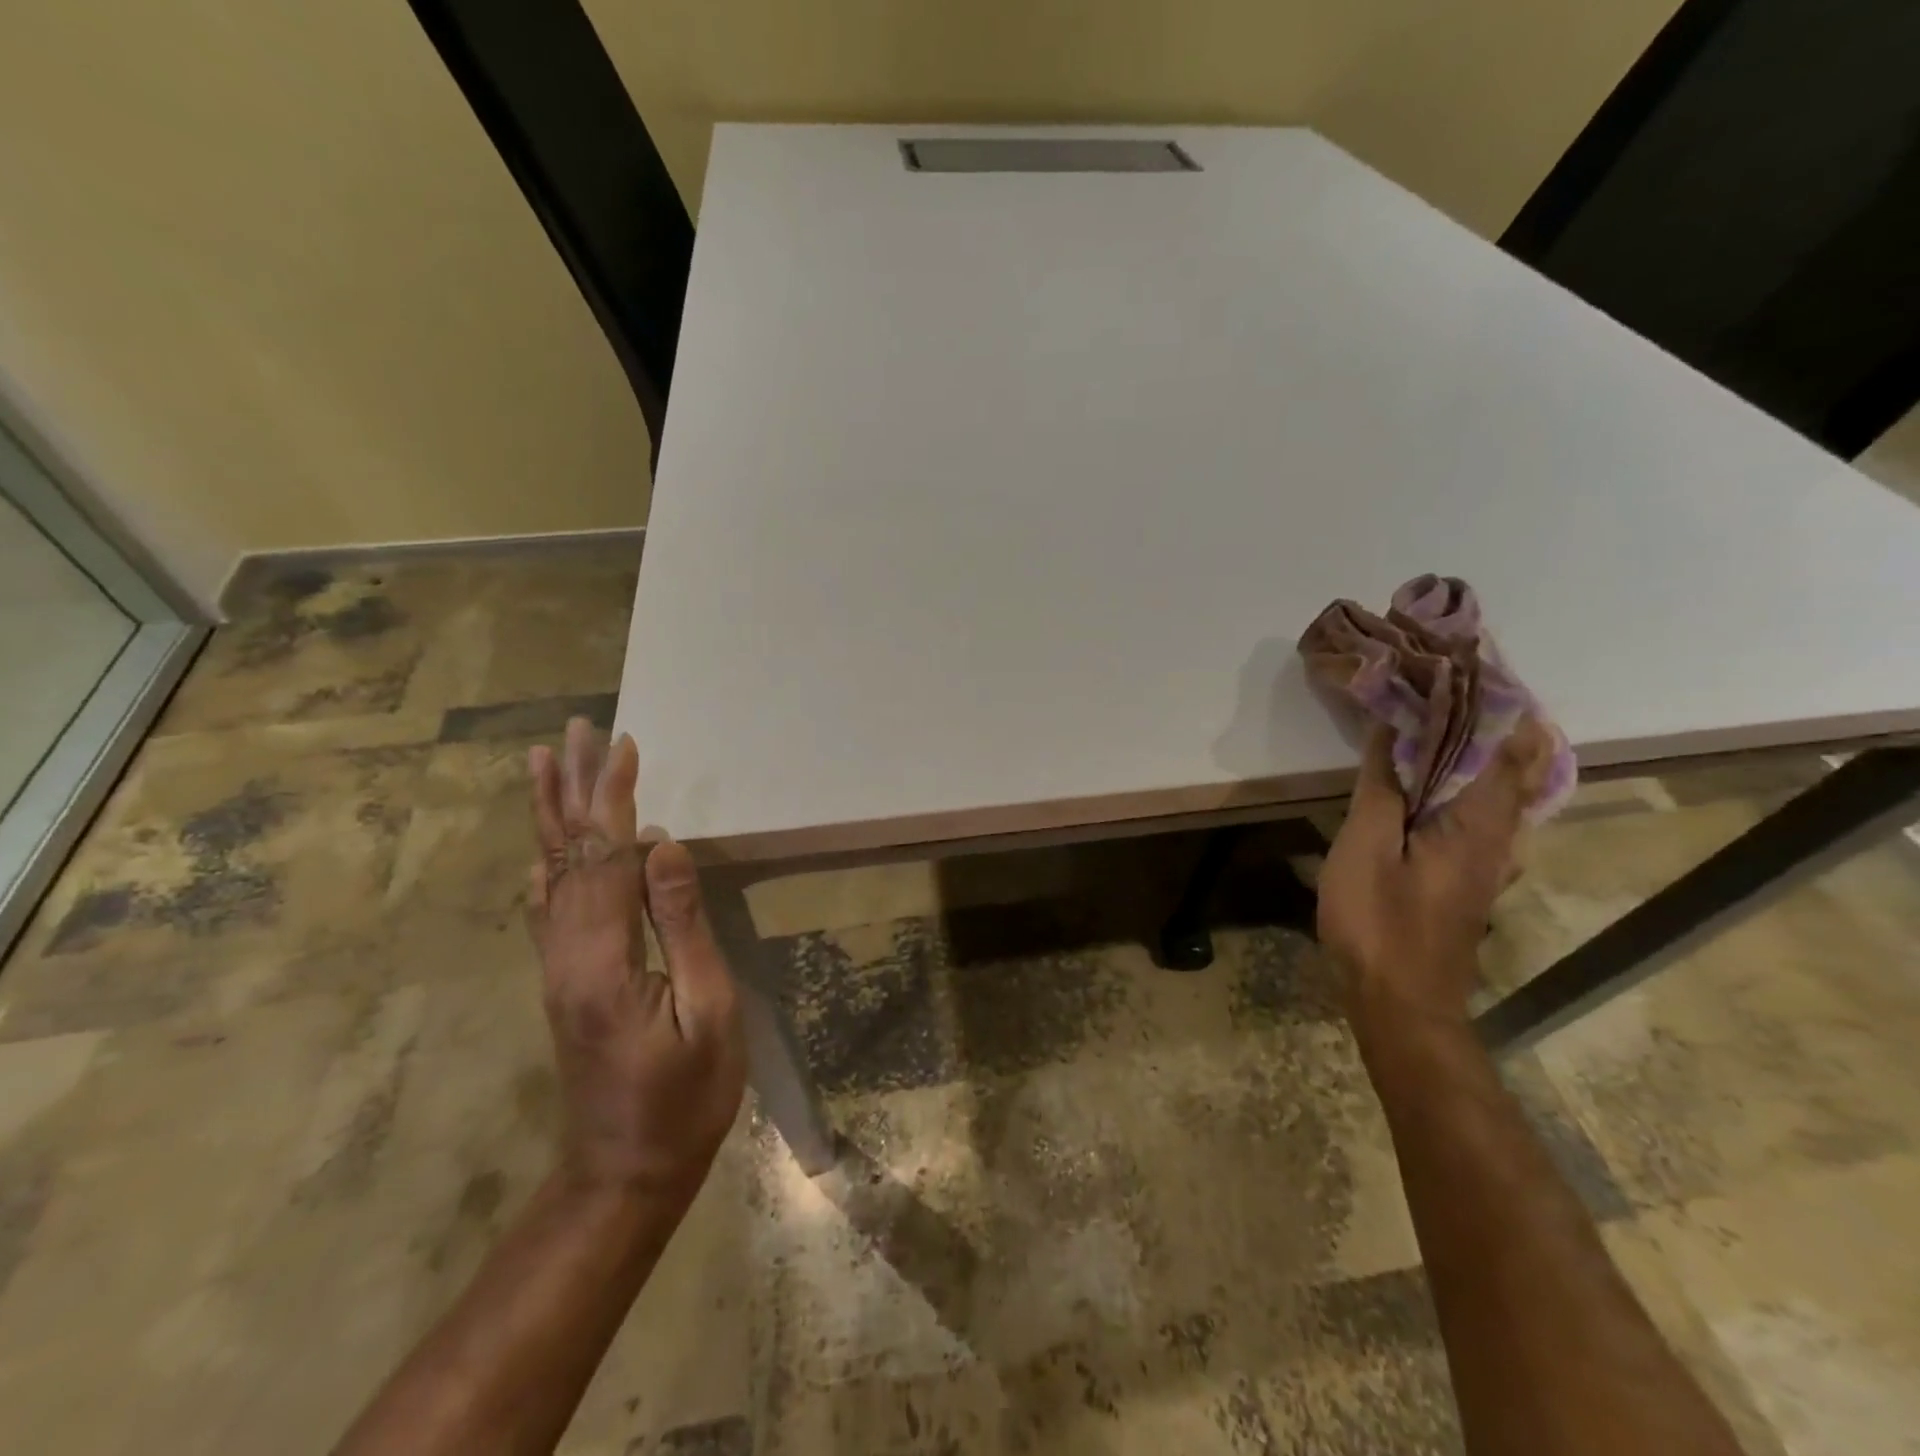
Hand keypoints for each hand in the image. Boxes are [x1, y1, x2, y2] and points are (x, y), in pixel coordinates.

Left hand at [527, 719, 745, 1200]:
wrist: (625, 1173)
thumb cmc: (685, 1098)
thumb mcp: (708, 1012)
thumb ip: (683, 926)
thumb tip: (664, 846)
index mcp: (604, 960)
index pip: (606, 858)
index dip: (612, 798)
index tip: (622, 745)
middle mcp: (566, 954)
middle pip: (567, 854)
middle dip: (572, 788)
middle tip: (575, 731)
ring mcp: (558, 968)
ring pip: (551, 875)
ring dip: (552, 815)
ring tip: (545, 764)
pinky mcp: (564, 981)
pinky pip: (550, 907)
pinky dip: (549, 863)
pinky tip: (544, 847)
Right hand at [1317, 722, 1547, 1032]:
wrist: (1399, 1001)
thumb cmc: (1379, 920)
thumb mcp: (1366, 846)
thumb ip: (1382, 788)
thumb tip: (1395, 732)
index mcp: (1481, 826)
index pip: (1514, 754)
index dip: (1508, 711)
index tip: (1484, 673)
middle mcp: (1499, 841)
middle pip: (1513, 773)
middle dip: (1494, 729)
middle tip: (1455, 691)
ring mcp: (1487, 866)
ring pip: (1497, 798)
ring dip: (1479, 759)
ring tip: (1443, 728)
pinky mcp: (1467, 882)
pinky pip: (1477, 820)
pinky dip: (1462, 789)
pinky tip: (1430, 788)